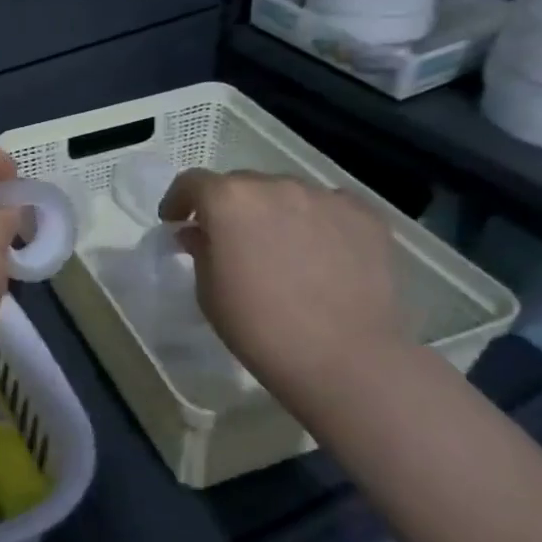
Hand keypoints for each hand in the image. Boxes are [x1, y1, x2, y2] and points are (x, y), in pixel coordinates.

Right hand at [158, 170, 403, 394]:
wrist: (345, 359)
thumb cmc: (259, 327)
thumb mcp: (209, 292)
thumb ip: (200, 250)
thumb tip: (200, 233)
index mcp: (229, 200)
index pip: (193, 182)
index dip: (179, 200)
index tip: (176, 221)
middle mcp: (276, 186)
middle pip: (242, 184)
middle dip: (229, 207)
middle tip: (230, 240)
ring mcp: (325, 198)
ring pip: (287, 194)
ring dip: (274, 212)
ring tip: (280, 248)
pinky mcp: (365, 216)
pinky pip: (329, 208)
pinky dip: (316, 222)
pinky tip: (321, 254)